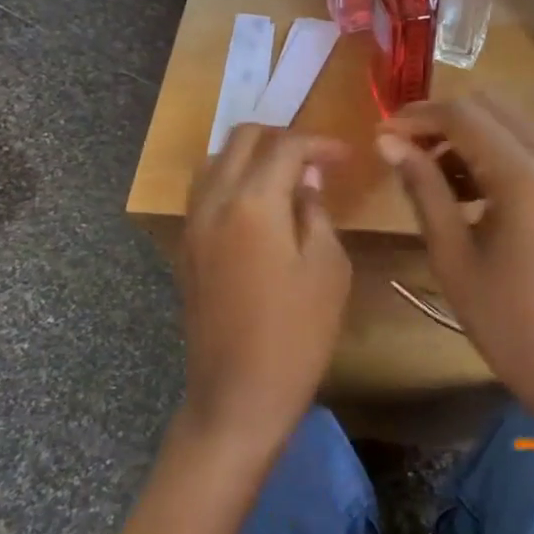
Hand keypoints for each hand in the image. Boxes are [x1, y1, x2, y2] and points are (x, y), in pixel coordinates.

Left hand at [178, 126, 351, 454]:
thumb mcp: (328, 269)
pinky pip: (204, 192)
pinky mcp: (186, 249)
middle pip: (242, 139)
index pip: (286, 147)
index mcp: (253, 204)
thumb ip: (316, 211)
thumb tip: (307, 178)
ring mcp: (193, 225)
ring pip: (216, 162)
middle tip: (316, 160)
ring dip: (252, 156)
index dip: (320, 144)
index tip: (347, 157)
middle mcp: (214, 202)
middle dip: (282, 138)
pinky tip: (258, 206)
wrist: (238, 395)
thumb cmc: (297, 334)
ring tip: (286, 177)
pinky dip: (231, 181)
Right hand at [376, 94, 533, 441]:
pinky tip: (458, 189)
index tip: (380, 134)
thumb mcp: (452, 253)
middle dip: (440, 120)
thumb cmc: (504, 317)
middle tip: (400, 149)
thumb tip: (388, 142)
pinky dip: (487, 153)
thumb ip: (422, 187)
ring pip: (505, 124)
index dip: (417, 118)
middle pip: (487, 107)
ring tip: (424, 173)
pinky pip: (521, 149)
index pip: (463, 116)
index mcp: (523, 175)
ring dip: (464, 136)